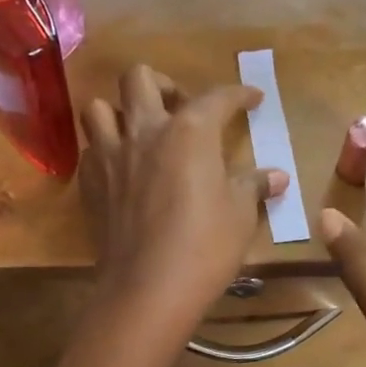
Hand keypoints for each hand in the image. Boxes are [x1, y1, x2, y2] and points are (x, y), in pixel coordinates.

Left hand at [81, 65, 287, 337]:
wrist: (147, 288)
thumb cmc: (204, 247)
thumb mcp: (240, 215)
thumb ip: (253, 187)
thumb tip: (276, 176)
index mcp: (189, 132)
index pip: (217, 97)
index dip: (238, 94)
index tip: (251, 98)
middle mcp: (144, 131)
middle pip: (139, 78)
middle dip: (163, 85)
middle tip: (180, 110)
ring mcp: (109, 155)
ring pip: (99, 107)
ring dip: (120, 112)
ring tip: (139, 132)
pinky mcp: (89, 183)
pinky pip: (89, 148)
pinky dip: (104, 148)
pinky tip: (121, 168)